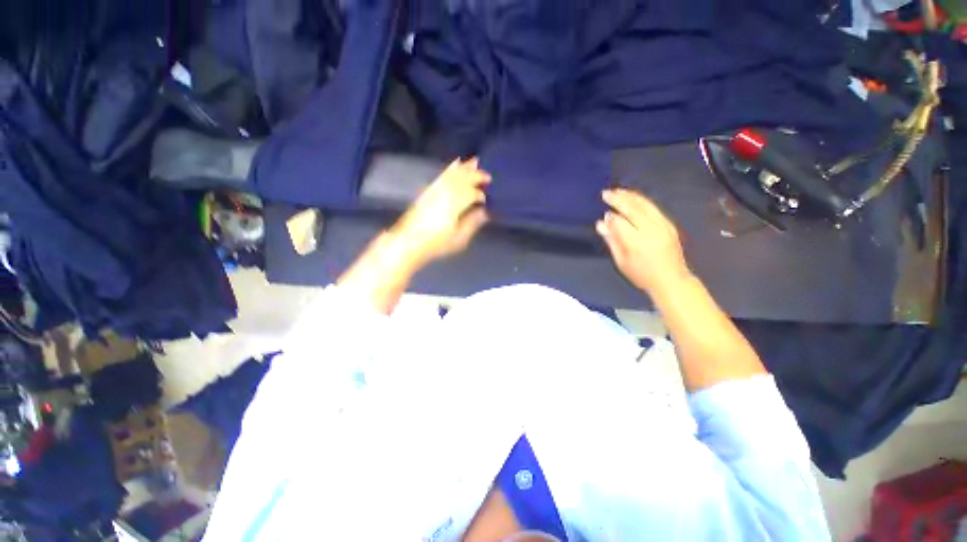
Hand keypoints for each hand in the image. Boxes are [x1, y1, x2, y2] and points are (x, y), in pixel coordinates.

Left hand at [390, 158, 490, 267]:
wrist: (409, 241)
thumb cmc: (436, 244)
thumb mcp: (459, 239)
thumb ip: (472, 223)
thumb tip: (484, 212)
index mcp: (455, 205)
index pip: (472, 193)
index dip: (481, 194)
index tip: (487, 198)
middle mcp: (446, 193)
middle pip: (463, 179)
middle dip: (476, 175)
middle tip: (488, 176)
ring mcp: (436, 190)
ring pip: (453, 174)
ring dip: (465, 168)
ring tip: (475, 161)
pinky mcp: (428, 191)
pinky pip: (442, 175)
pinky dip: (450, 168)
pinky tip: (455, 164)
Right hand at [596, 188, 691, 293]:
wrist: (672, 281)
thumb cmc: (642, 275)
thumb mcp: (621, 262)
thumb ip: (611, 240)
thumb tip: (601, 223)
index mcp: (638, 243)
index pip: (621, 223)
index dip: (611, 217)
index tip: (603, 214)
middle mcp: (652, 231)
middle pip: (633, 209)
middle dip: (618, 200)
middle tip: (606, 193)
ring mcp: (663, 226)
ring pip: (645, 205)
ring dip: (630, 196)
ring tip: (617, 191)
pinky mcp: (669, 224)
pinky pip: (654, 208)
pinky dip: (641, 201)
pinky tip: (633, 198)